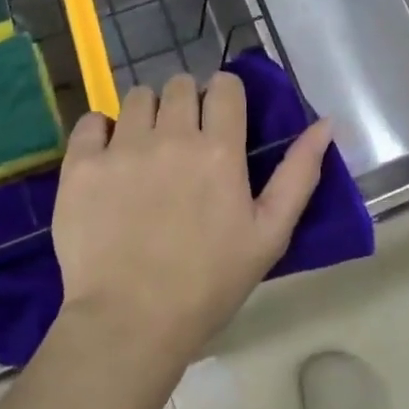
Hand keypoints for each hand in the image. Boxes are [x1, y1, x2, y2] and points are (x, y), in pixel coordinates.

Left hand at [52, 73, 331, 362]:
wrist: (130, 324)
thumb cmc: (208, 283)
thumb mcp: (269, 234)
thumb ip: (299, 173)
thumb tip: (326, 123)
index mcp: (220, 149)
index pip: (224, 85)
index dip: (224, 97)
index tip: (219, 120)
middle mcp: (172, 135)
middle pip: (179, 85)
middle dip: (186, 103)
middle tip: (182, 141)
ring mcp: (123, 147)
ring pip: (137, 97)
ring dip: (146, 114)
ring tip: (145, 150)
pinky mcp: (82, 164)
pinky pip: (91, 120)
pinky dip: (101, 131)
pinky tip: (107, 158)